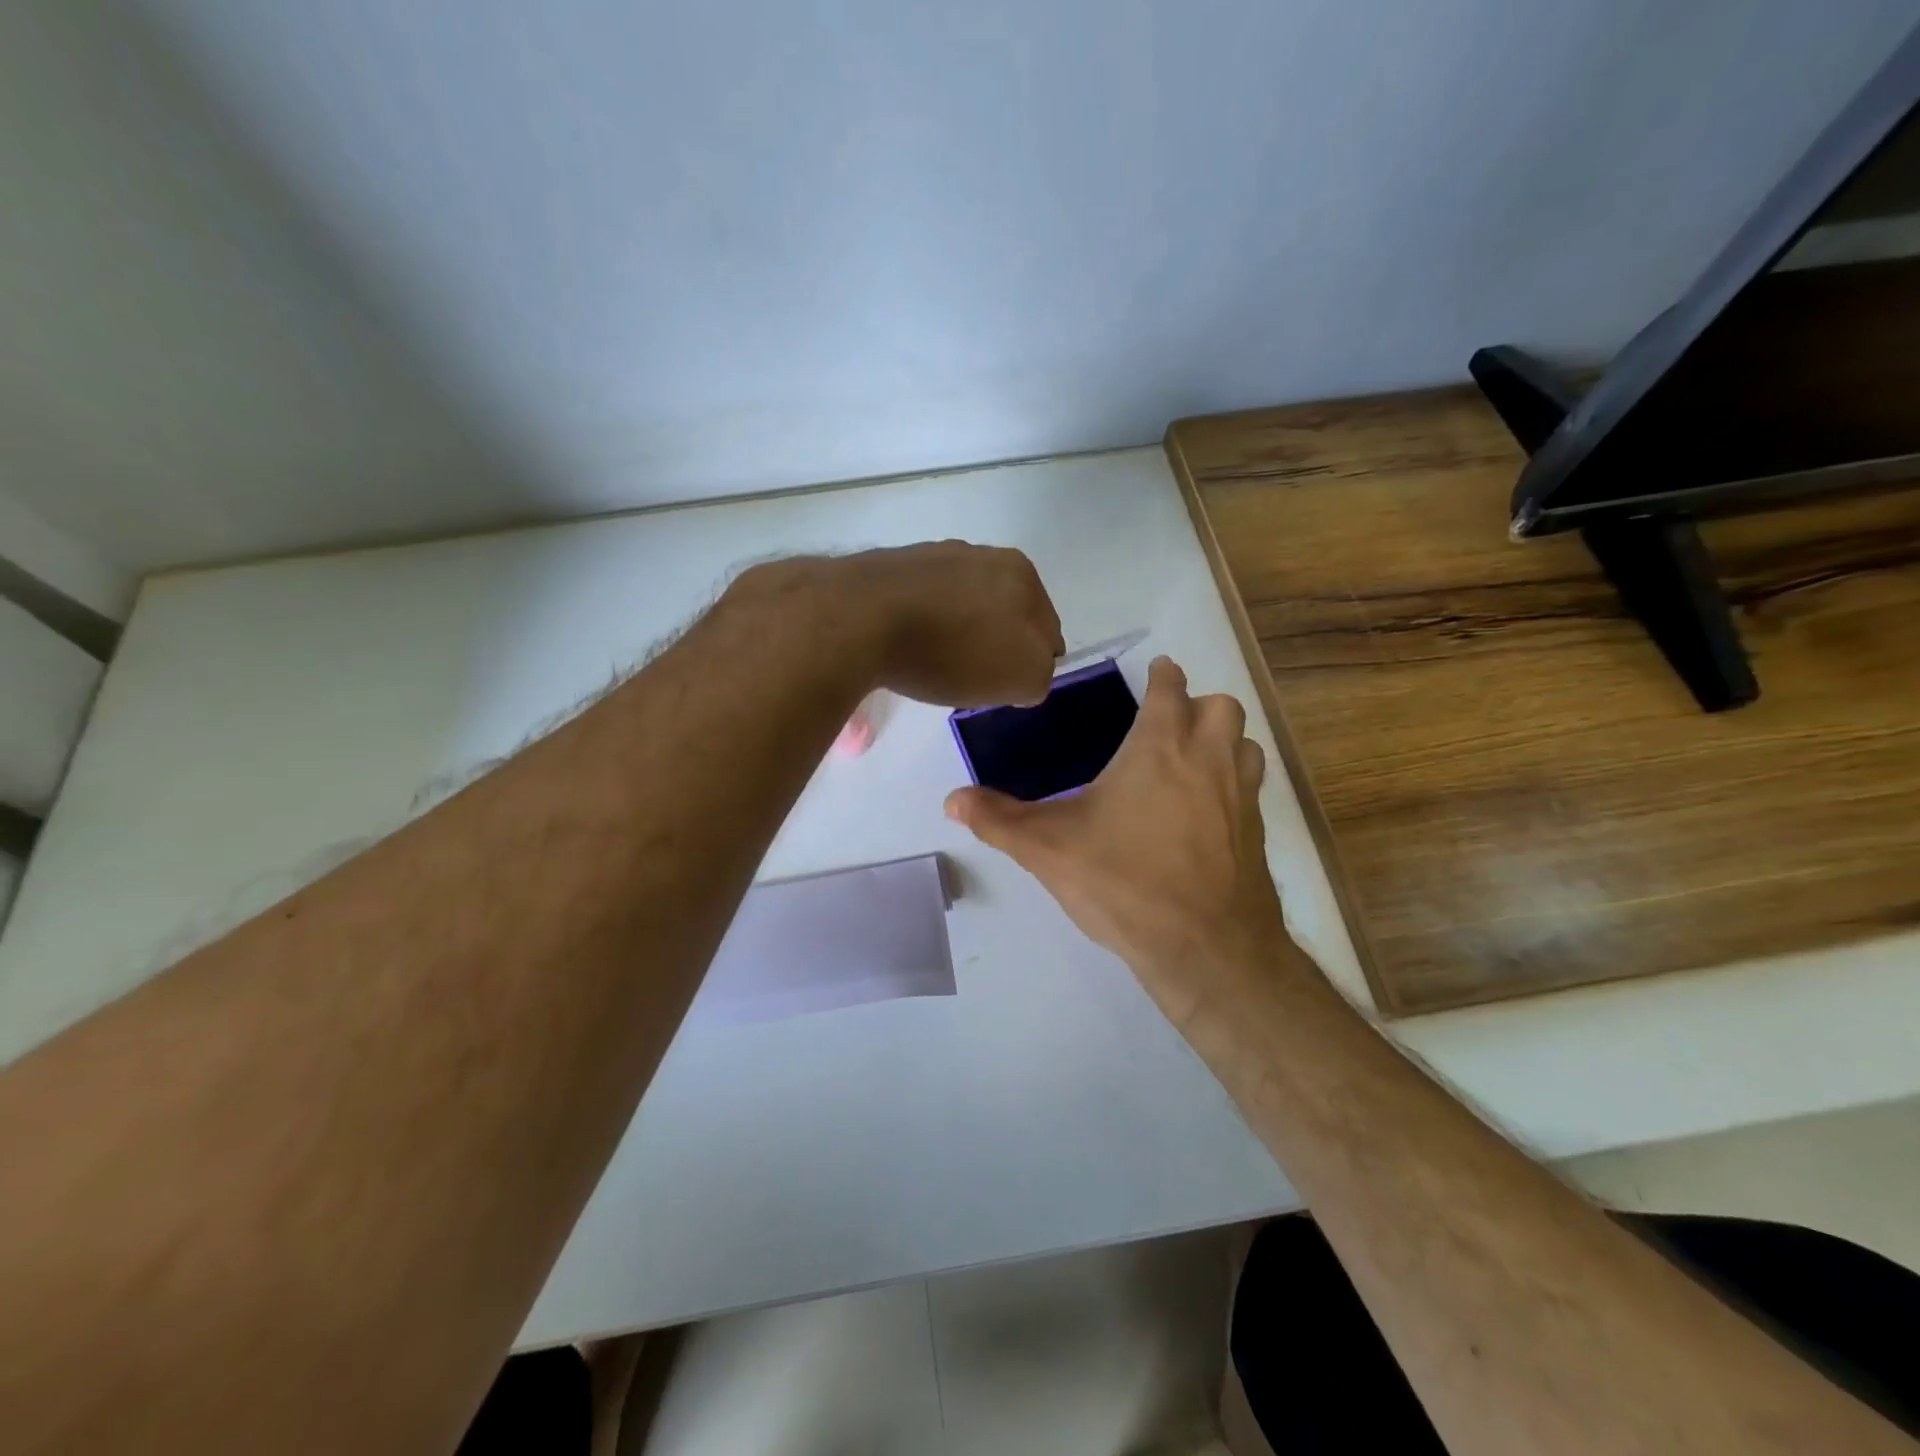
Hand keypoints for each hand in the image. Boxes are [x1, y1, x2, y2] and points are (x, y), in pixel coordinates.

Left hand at [738, 543, 1062, 708]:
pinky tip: (905, 650)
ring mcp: (931, 556)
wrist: (860, 619)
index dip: (1034, 661)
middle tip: (976, 679)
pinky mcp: (889, 569)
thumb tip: (1027, 670)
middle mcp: (979, 553)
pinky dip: (920, 628)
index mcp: (1021, 573)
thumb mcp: (1023, 676)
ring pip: (960, 606)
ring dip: (957, 634)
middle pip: (1002, 612)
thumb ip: (1040, 673)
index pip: (1047, 626)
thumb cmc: (953, 649)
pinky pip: (920, 606)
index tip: (1010, 686)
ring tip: (936, 667)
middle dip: (995, 644)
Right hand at [945, 656, 1286, 1026]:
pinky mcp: (1256, 835)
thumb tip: (951, 799)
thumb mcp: (1048, 849)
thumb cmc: (1124, 881)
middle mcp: (1210, 760)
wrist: (1205, 948)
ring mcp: (1241, 797)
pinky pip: (1252, 791)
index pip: (1171, 688)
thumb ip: (998, 820)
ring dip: (1224, 742)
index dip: (1163, 676)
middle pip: (1223, 706)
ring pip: (1246, 745)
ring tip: (1190, 763)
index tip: (1156, 673)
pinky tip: (1203, 816)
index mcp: (1161, 747)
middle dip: (1198, 705)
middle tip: (1167, 726)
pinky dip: (1234, 786)